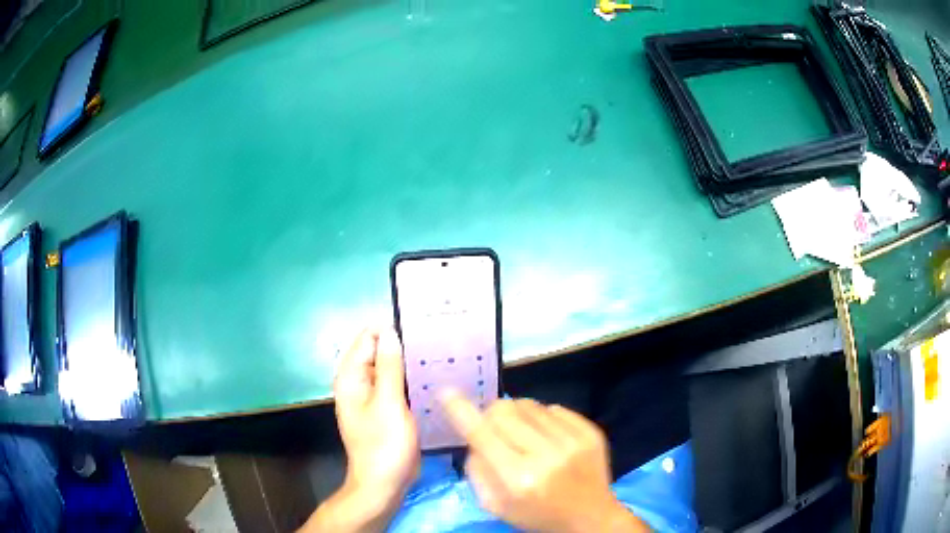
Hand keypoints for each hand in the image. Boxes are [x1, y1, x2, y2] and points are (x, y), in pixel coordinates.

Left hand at [300, 328, 418, 531]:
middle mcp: (359, 383)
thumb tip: (390, 332)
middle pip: (378, 351)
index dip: (390, 330)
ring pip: (390, 368)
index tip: (420, 326)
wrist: (384, 483)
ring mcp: (373, 397)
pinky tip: (433, 377)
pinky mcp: (387, 409)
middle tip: (436, 340)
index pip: (367, 338)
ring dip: (409, 362)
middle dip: (402, 345)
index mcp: (351, 378)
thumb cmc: (384, 445)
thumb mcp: (389, 403)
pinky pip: (398, 385)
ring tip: (439, 354)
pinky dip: (411, 379)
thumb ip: (389, 367)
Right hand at [441, 392, 648, 532]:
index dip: (461, 411)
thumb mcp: (495, 505)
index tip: (446, 392)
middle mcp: (546, 455)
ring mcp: (573, 441)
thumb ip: (477, 468)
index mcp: (518, 478)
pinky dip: (544, 419)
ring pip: (529, 404)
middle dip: (492, 414)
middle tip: (495, 430)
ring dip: (519, 416)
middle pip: (504, 409)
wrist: (590, 517)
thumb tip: (475, 435)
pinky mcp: (591, 431)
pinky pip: (554, 408)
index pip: (482, 434)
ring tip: (526, 438)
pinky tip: (549, 439)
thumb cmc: (536, 515)